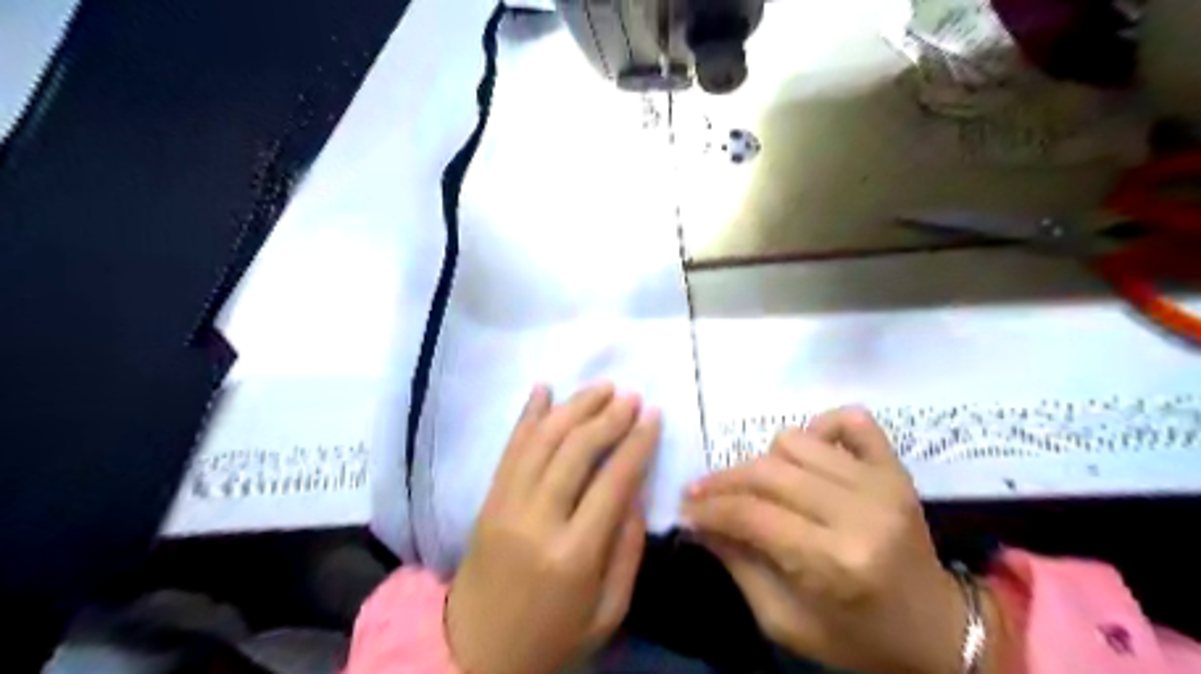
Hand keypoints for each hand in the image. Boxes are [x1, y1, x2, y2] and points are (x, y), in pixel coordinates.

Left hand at [445, 386, 661, 673]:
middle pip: (575, 450)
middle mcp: (537, 520)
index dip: (637, 442)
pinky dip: (528, 414)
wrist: (475, 656)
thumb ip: (627, 548)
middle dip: (608, 417)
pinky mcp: (487, 500)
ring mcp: (505, 505)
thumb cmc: (553, 638)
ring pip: (542, 439)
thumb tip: (636, 489)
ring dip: (574, 407)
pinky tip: (544, 388)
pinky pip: (510, 448)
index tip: (653, 415)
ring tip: (601, 388)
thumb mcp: (608, 611)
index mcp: (574, 554)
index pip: (613, 481)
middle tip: (630, 396)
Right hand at [681, 405, 989, 672]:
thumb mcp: (786, 622)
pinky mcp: (896, 468)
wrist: (939, 633)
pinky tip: (807, 456)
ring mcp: (882, 482)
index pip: (751, 514)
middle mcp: (859, 512)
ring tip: (759, 486)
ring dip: (765, 461)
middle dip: (723, 481)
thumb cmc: (858, 639)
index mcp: (835, 562)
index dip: (709, 507)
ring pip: (795, 441)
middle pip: (767, 472)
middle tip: (702, 493)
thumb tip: (699, 522)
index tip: (686, 507)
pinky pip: (849, 420)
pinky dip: (819, 428)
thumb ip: (739, 566)